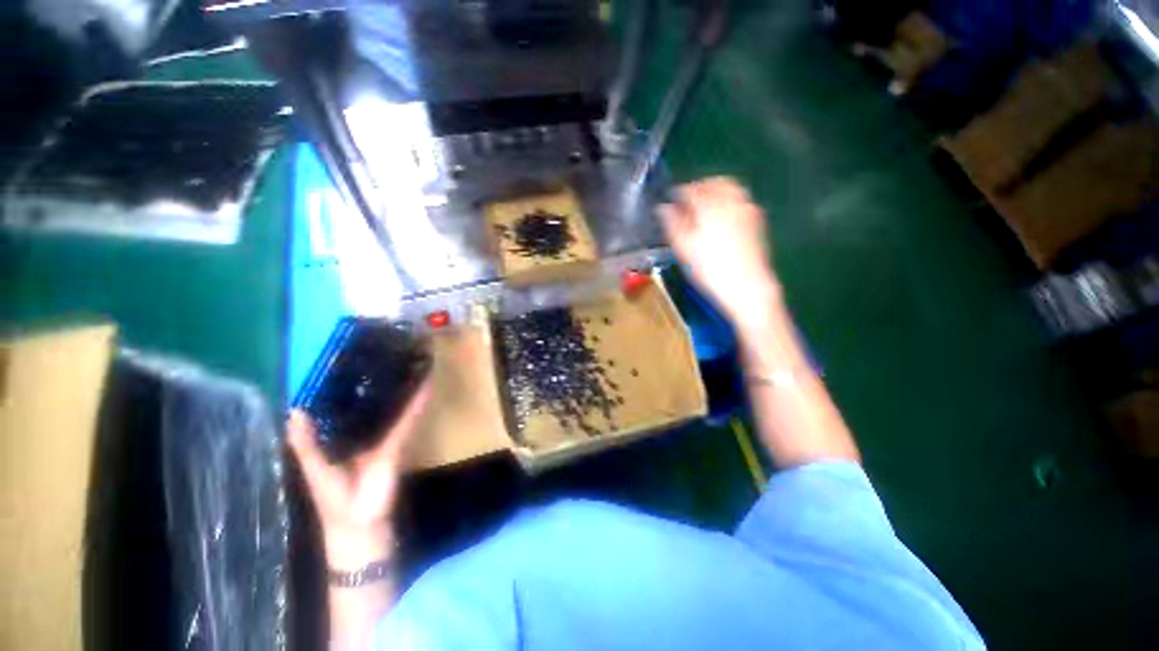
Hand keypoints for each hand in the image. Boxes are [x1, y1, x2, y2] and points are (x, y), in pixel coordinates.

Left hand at [286, 380, 432, 569]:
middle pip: (368, 402)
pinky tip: (423, 387)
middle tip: (381, 354)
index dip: (342, 385)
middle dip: (374, 382)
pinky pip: (407, 420)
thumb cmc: (333, 500)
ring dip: (398, 389)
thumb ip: (306, 444)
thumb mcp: (315, 470)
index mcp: (336, 436)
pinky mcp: (397, 442)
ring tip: (405, 363)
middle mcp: (360, 431)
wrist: (361, 524)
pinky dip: (416, 404)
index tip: (346, 361)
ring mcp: (381, 435)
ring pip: (390, 407)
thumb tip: (295, 410)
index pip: (340, 405)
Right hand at [658, 177, 781, 328]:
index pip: (691, 190)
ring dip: (716, 191)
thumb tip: (664, 207)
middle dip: (700, 187)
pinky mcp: (757, 221)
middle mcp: (731, 200)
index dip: (678, 193)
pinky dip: (728, 200)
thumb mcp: (684, 248)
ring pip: (731, 188)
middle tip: (687, 200)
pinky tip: (721, 217)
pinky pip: (740, 200)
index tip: (670, 200)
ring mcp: (748, 209)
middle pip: (715, 183)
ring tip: (704, 207)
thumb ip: (673, 223)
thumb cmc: (710, 268)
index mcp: (710, 205)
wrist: (747, 286)